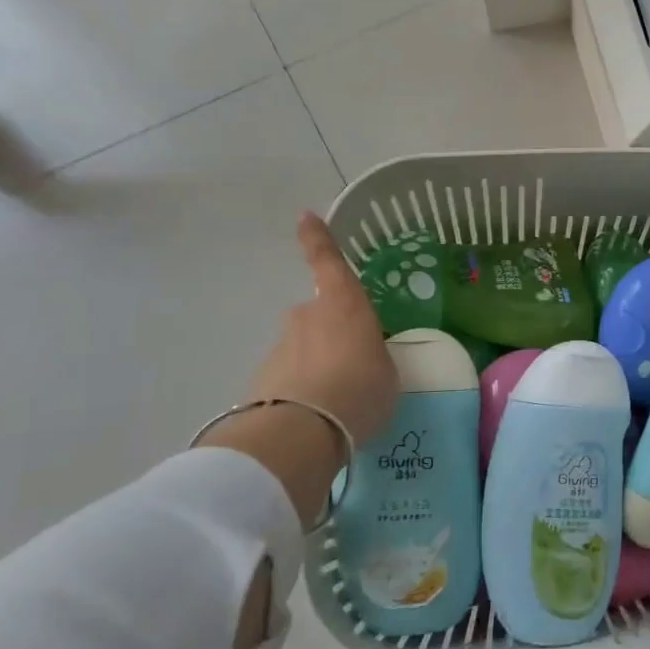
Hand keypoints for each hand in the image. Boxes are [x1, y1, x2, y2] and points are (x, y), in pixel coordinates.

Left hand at [248, 213, 398, 443]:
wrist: (301, 433)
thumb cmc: (359, 390)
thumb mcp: (387, 371)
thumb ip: (372, 355)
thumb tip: (361, 357)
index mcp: (343, 304)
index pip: (328, 261)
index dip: (318, 238)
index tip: (304, 216)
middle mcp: (306, 316)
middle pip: (319, 315)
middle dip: (333, 333)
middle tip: (355, 364)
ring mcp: (280, 347)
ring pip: (304, 349)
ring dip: (319, 366)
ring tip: (340, 401)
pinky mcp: (262, 379)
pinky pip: (291, 378)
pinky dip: (304, 391)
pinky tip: (319, 419)